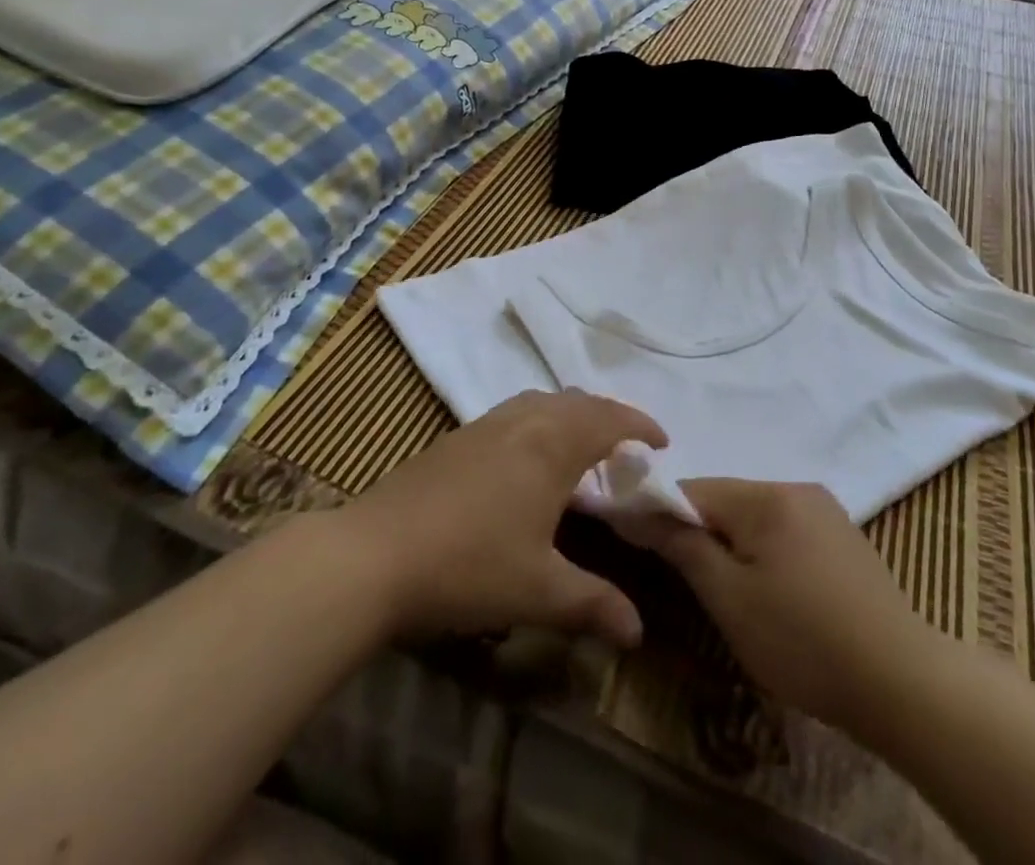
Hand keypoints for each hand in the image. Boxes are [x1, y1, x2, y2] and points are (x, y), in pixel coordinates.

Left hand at [347, 390, 665, 647]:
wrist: (371, 555)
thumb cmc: (468, 566)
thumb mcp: (538, 592)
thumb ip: (593, 605)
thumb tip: (638, 632)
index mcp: (552, 444)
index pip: (610, 419)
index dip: (640, 425)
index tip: (662, 443)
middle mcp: (524, 420)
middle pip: (579, 402)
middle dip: (610, 417)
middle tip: (627, 448)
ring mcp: (486, 424)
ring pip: (544, 402)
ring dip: (573, 415)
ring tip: (583, 447)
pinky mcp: (457, 437)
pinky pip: (516, 412)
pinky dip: (541, 421)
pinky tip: (528, 458)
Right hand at [634, 479, 934, 731]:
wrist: (901, 680)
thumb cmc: (803, 640)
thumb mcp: (730, 600)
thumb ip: (684, 547)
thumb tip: (639, 510)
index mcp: (766, 496)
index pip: (693, 489)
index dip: (660, 512)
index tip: (635, 542)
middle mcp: (796, 487)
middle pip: (726, 499)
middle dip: (699, 531)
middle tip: (689, 581)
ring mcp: (824, 509)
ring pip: (755, 515)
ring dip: (732, 542)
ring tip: (730, 592)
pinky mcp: (843, 535)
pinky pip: (784, 528)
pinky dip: (764, 549)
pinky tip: (773, 590)